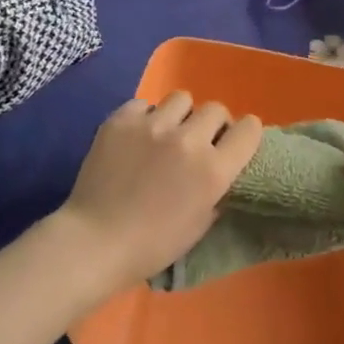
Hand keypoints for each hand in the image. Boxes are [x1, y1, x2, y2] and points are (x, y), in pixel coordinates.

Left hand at [56, 93, 261, 293]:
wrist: (94, 242)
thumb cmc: (152, 245)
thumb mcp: (200, 224)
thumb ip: (217, 190)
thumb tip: (220, 168)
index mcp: (213, 170)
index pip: (249, 128)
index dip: (245, 133)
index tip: (234, 142)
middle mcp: (188, 140)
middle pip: (216, 109)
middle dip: (211, 125)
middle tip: (196, 143)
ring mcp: (152, 125)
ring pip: (181, 99)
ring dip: (179, 116)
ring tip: (164, 135)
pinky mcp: (122, 120)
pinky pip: (143, 104)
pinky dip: (144, 118)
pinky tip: (135, 138)